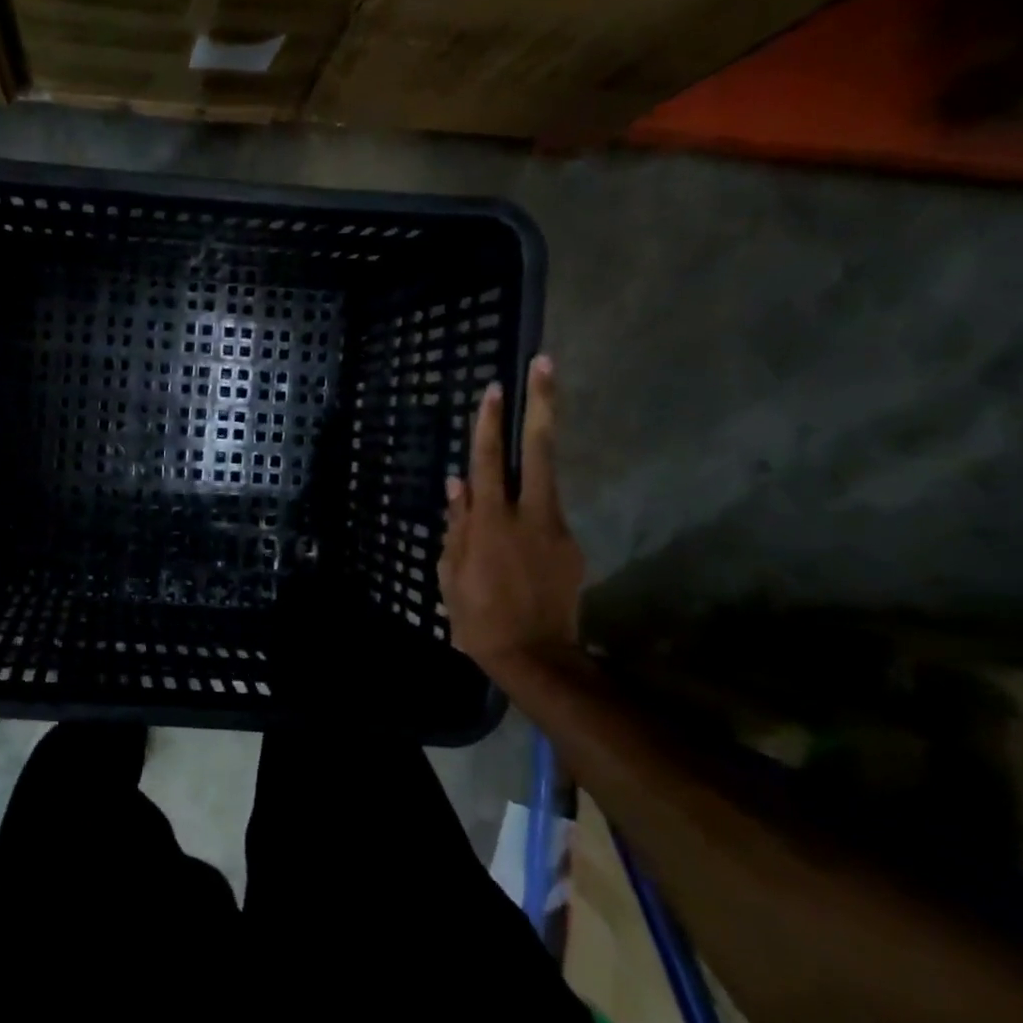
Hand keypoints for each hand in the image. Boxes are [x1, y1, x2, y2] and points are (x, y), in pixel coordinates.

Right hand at [439, 355, 583, 672]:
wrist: (535, 657)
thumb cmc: (477, 616)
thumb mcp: (450, 572)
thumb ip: (456, 525)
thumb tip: (457, 485)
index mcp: (491, 522)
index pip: (488, 461)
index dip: (490, 424)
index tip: (495, 388)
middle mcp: (528, 516)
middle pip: (538, 450)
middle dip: (541, 405)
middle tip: (544, 364)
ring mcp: (556, 529)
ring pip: (547, 478)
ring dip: (541, 446)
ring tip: (537, 417)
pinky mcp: (572, 547)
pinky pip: (547, 516)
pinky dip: (531, 509)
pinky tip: (519, 531)